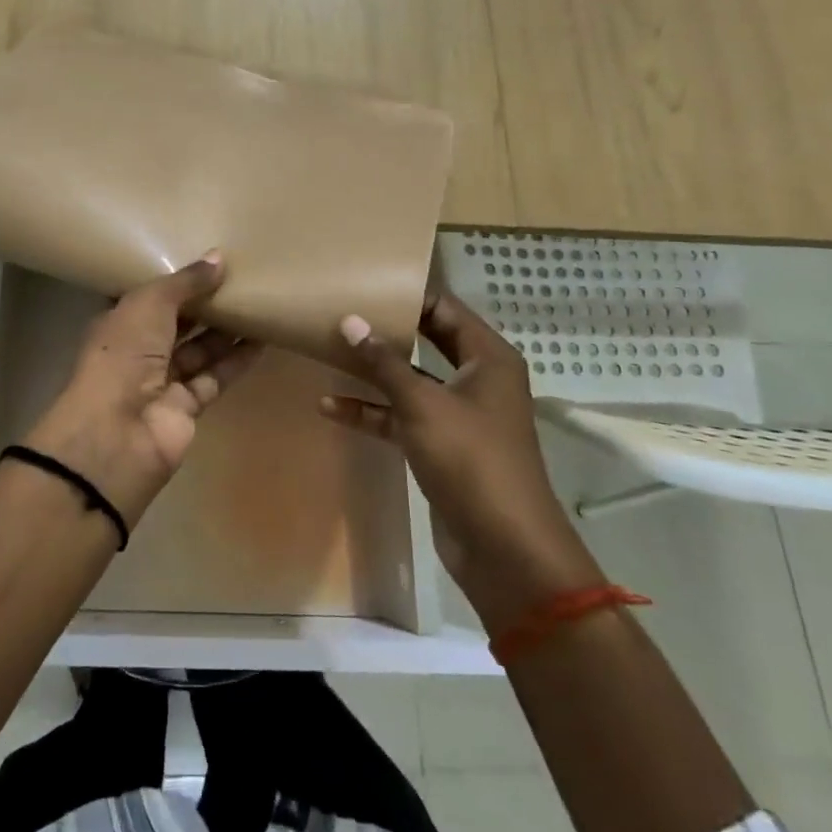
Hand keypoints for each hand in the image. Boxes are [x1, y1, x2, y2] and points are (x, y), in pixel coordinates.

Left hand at [25, 253, 261, 525]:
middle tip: (242, 277)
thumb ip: (186, 281)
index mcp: (118, 322)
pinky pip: (216, 376)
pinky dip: (237, 360)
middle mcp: (138, 350)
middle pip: (177, 322)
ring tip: (259, 301)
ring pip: (199, 349)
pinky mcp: (188, 407)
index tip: (206, 259)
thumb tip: (219, 257)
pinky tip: (263, 339)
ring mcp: (162, 381)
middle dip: (205, 303)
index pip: (149, 297)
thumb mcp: (149, 304)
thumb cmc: (123, 355)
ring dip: (226, 330)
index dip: (175, 279)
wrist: (117, 433)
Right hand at [322, 290, 603, 629]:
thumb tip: (350, 320)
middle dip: (385, 330)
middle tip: (340, 310)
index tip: (363, 283)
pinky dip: (371, 411)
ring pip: (409, 381)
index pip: (444, 309)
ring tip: (327, 351)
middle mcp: (476, 379)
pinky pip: (401, 417)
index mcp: (487, 358)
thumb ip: (384, 362)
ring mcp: (457, 414)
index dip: (406, 295)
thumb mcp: (423, 404)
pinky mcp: (440, 446)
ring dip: (372, 373)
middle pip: (425, 341)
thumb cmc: (471, 459)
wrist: (504, 548)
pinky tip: (330, 406)